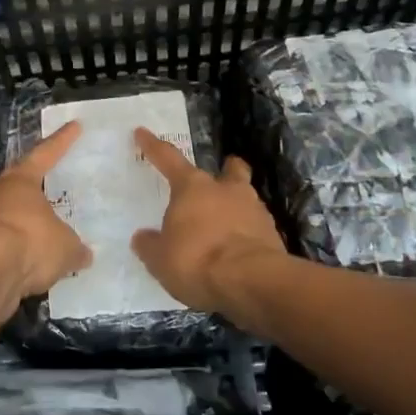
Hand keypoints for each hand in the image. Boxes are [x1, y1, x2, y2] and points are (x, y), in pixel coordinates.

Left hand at [0, 120, 91, 316]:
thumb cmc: (30, 242)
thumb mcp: (65, 247)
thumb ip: (74, 248)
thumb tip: (84, 254)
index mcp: (20, 180)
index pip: (45, 154)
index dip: (62, 141)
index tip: (74, 125)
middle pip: (10, 181)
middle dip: (23, 185)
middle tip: (37, 189)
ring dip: (11, 219)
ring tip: (29, 232)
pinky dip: (4, 248)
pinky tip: (18, 261)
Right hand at [130, 127, 288, 323]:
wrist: (251, 281)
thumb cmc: (197, 260)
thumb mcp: (160, 259)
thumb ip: (151, 245)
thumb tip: (143, 238)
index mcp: (192, 187)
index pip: (168, 159)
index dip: (153, 146)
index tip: (142, 132)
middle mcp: (226, 190)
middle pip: (229, 170)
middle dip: (226, 169)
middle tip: (221, 175)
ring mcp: (255, 210)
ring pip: (246, 197)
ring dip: (237, 205)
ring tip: (226, 224)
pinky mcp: (272, 234)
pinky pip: (256, 226)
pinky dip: (247, 233)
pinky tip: (239, 250)